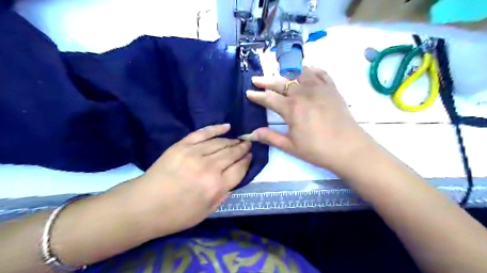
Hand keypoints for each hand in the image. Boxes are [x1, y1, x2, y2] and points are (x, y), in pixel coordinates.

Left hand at [114, 123, 250, 236]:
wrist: (144, 205)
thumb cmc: (176, 214)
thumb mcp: (206, 212)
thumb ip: (223, 195)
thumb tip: (233, 181)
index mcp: (217, 186)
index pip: (239, 169)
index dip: (247, 161)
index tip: (250, 156)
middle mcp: (209, 167)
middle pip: (232, 153)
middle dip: (243, 148)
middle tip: (248, 144)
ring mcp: (195, 153)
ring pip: (220, 143)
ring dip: (232, 141)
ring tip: (239, 140)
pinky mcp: (183, 145)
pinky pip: (203, 133)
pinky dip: (216, 128)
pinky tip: (227, 126)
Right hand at [246, 66, 370, 170]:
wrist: (349, 148)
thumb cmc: (317, 150)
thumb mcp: (290, 146)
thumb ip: (270, 137)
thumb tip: (251, 134)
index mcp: (292, 108)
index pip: (269, 98)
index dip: (257, 95)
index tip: (248, 93)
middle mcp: (303, 93)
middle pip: (280, 82)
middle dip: (266, 81)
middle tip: (256, 79)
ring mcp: (319, 88)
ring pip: (299, 72)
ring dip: (286, 71)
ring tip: (278, 72)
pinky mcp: (332, 88)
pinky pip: (319, 72)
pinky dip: (309, 69)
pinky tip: (305, 71)